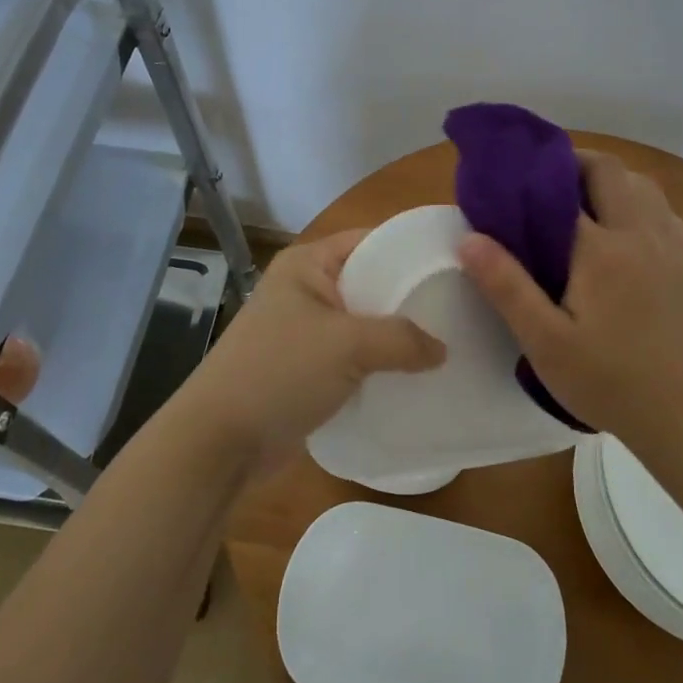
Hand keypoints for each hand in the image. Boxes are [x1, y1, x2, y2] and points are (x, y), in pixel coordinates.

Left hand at [171, 230, 446, 471]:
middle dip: (410, 298)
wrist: (221, 441)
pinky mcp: (307, 367)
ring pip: (365, 323)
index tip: (456, 265)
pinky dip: (381, 363)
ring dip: (398, 336)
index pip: (370, 241)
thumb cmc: (280, 373)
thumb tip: (443, 349)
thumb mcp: (347, 345)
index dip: (411, 250)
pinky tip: (417, 375)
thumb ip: (402, 339)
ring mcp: (305, 330)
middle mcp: (306, 289)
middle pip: (370, 282)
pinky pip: (354, 356)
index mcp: (307, 264)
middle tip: (461, 309)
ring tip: (449, 343)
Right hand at [458, 151, 682, 442]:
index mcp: (603, 249)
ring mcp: (671, 245)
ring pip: (641, 185)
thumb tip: (469, 238)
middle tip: (542, 187)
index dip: (535, 177)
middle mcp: (641, 233)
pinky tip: (620, 232)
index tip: (510, 180)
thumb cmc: (606, 380)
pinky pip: (661, 209)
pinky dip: (636, 202)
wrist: (682, 415)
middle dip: (575, 165)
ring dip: (608, 180)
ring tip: (578, 203)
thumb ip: (506, 286)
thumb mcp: (544, 341)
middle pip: (610, 171)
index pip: (565, 188)